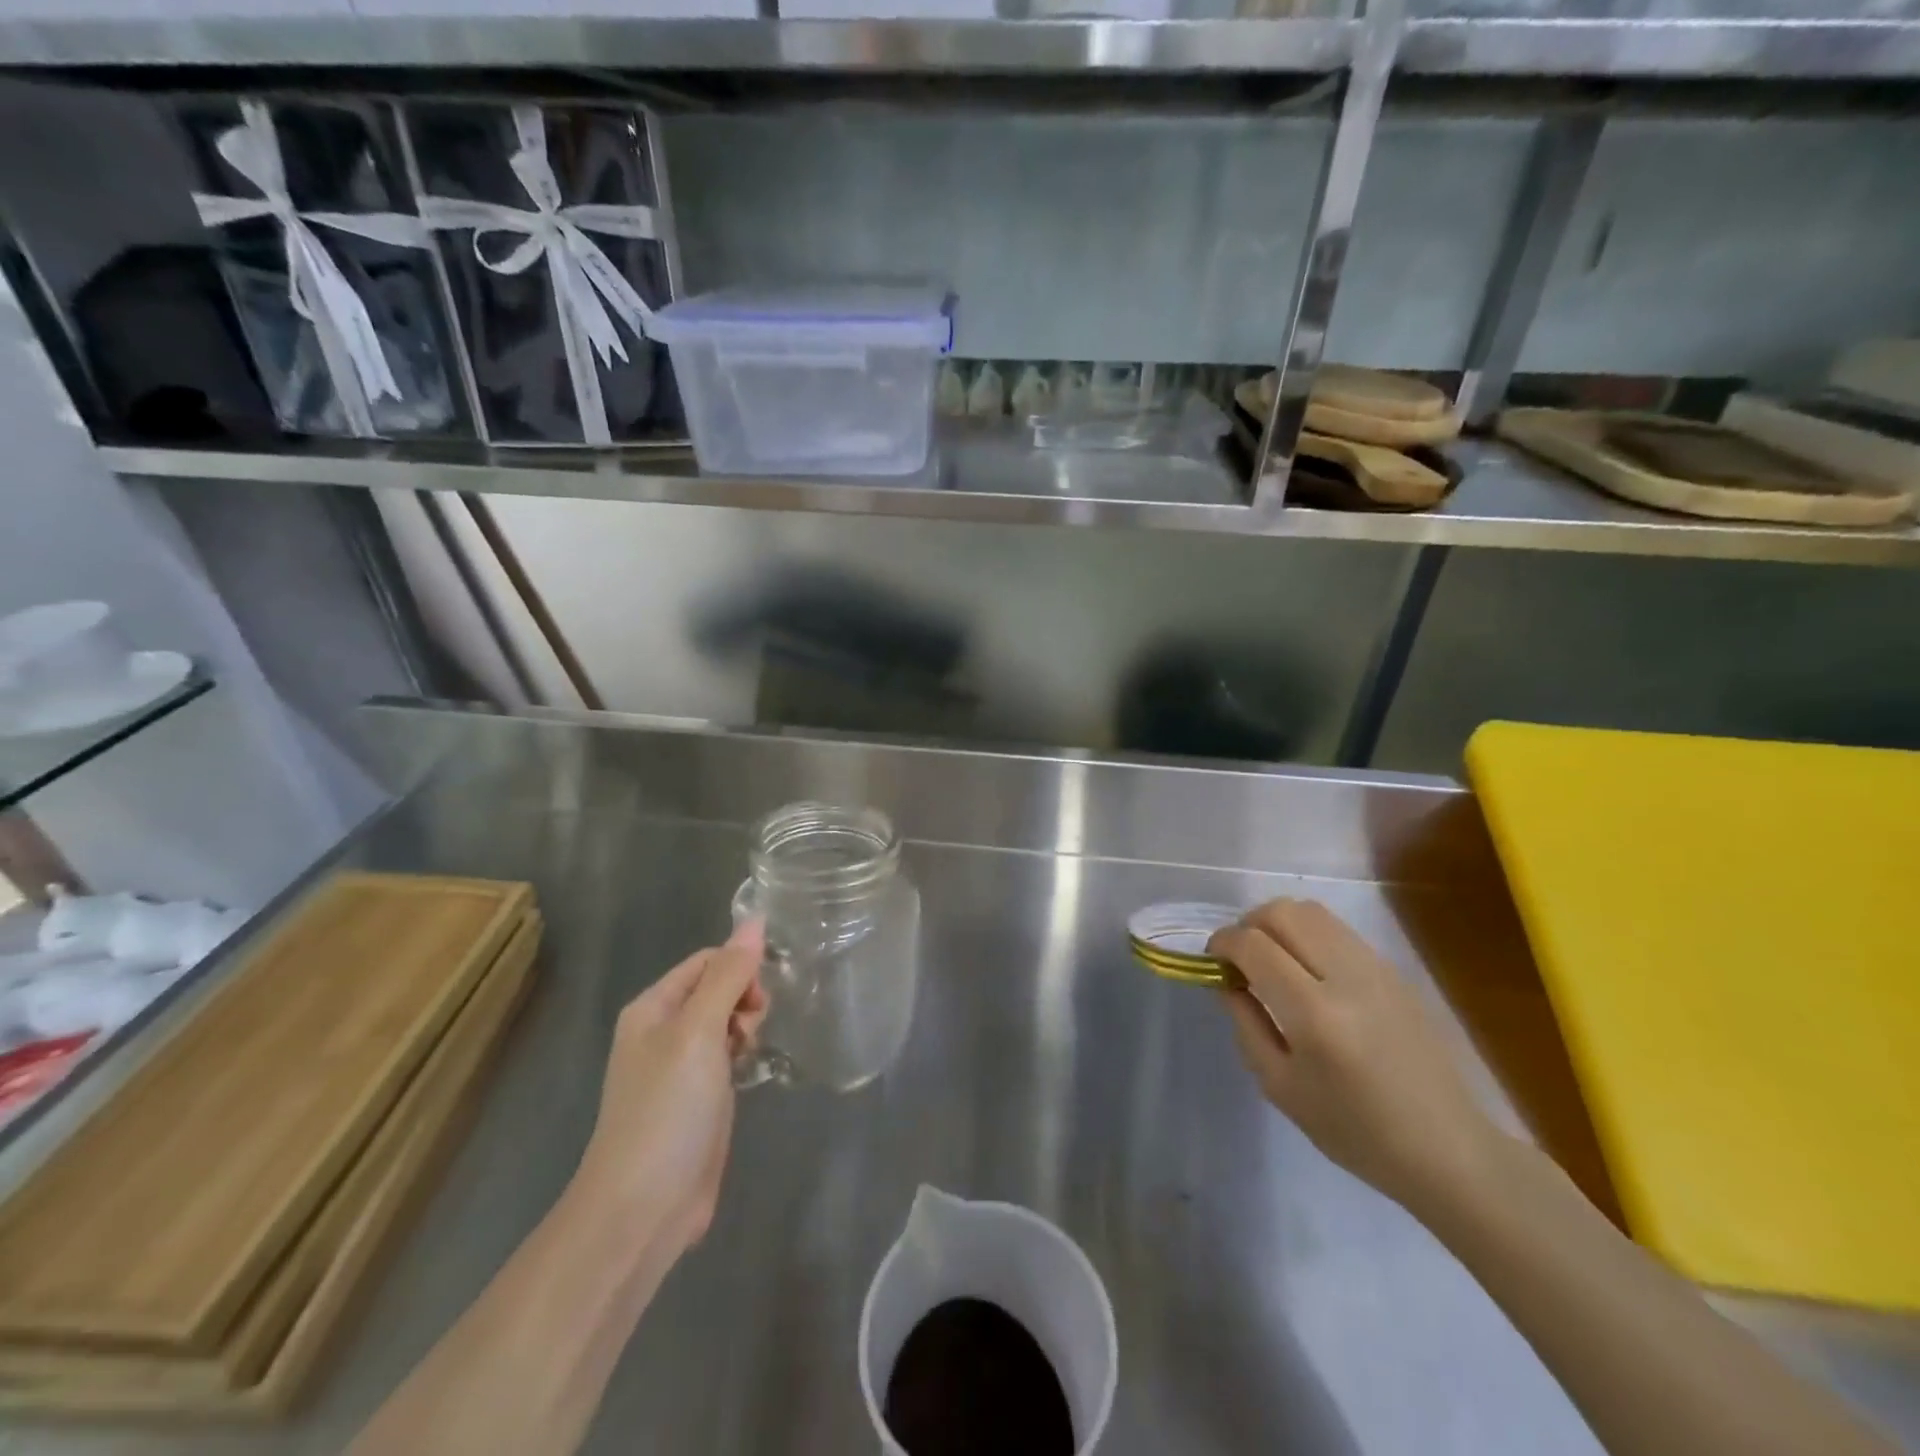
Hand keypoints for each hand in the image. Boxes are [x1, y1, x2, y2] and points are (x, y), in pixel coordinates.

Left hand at [569, 921, 768, 1257]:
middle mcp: (663, 1031)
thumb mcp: (699, 1032)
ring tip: (752, 1053)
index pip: (707, 961)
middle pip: (717, 988)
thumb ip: (728, 975)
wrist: (642, 1208)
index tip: (762, 997)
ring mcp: (680, 1067)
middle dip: (745, 997)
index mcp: (652, 1008)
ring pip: (726, 1022)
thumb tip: (755, 919)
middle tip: (754, 1029)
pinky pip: (727, 1056)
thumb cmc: (667, 1110)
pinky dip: (744, 1054)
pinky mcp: (698, 1099)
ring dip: (747, 1026)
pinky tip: (753, 1070)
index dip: (739, 968)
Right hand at [1210, 898, 1497, 1215]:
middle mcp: (1346, 977)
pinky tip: (1308, 971)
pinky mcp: (1393, 970)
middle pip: (1282, 912)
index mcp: (1314, 1014)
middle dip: (1248, 925)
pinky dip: (1308, 934)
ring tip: (1273, 960)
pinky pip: (1337, 930)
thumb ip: (1246, 1023)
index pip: (1253, 945)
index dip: (1222, 943)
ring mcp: (1375, 968)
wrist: (1447, 1149)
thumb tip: (1226, 979)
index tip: (1213, 961)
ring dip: (1279, 924)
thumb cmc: (1355, 1130)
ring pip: (1311, 911)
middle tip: (1241, 959)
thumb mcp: (1280, 1086)